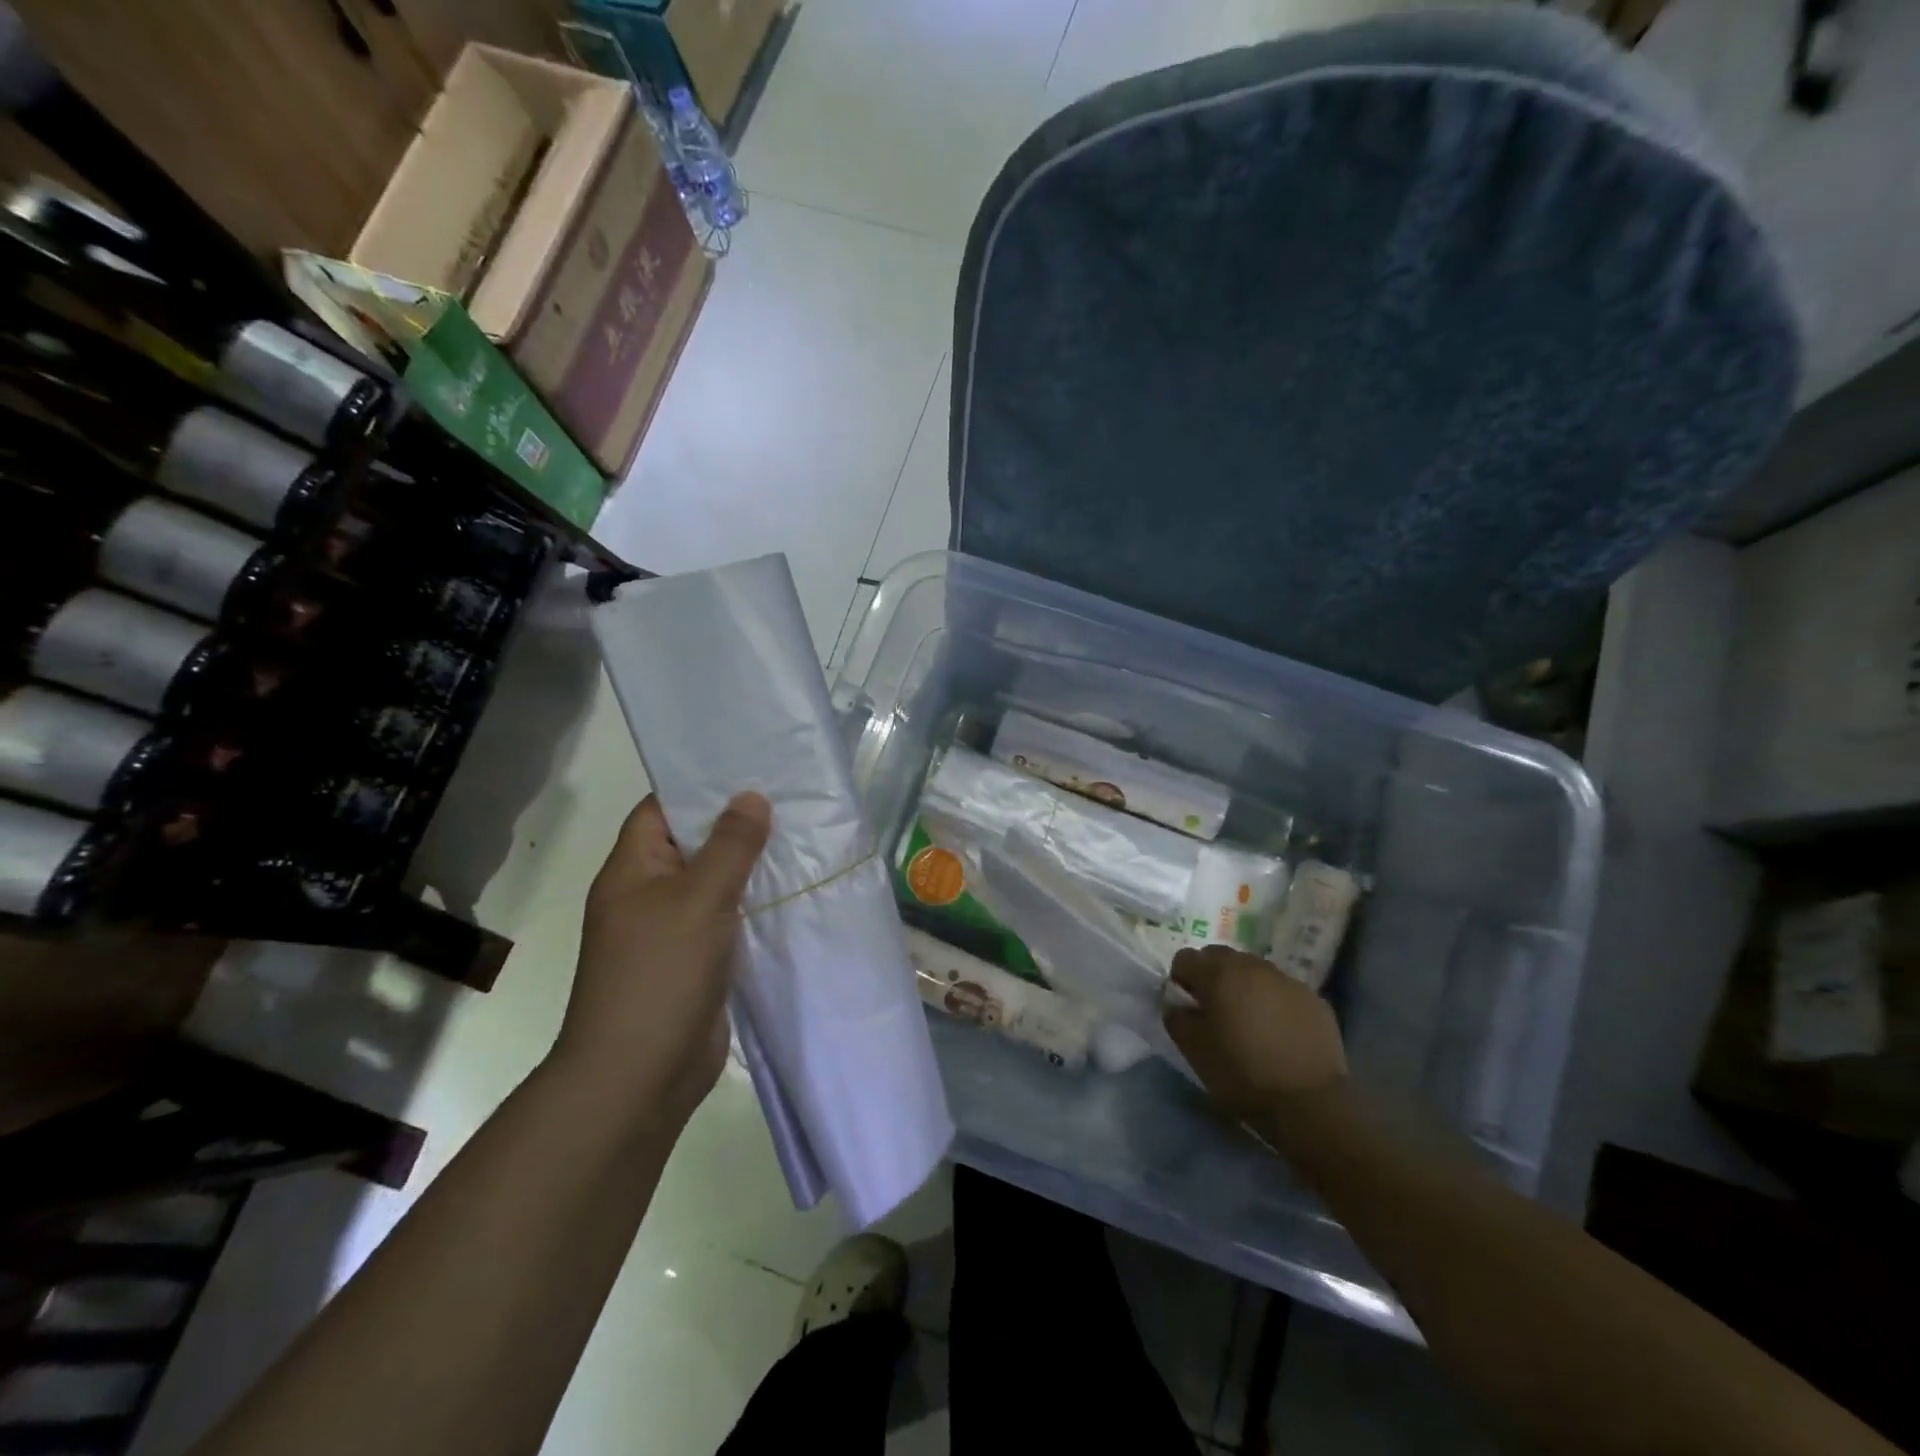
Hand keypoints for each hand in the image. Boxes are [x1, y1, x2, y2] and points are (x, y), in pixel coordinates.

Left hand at [551, 792, 771, 1128]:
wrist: (639, 1076)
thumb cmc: (660, 974)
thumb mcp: (698, 898)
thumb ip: (730, 845)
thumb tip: (751, 797)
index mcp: (633, 869)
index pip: (662, 809)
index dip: (701, 786)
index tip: (750, 768)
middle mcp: (648, 894)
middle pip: (694, 843)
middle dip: (738, 824)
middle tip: (791, 798)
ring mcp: (672, 930)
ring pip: (716, 883)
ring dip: (752, 866)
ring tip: (804, 837)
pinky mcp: (696, 961)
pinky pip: (728, 919)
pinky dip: (756, 905)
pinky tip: (794, 891)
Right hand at [1164, 945, 1346, 1118]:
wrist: (1309, 1104)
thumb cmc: (1242, 1074)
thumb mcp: (1194, 1051)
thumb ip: (1177, 1018)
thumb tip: (1177, 1004)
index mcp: (1219, 974)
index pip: (1186, 957)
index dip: (1181, 979)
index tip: (1186, 1004)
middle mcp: (1253, 966)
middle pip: (1221, 956)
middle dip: (1212, 976)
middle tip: (1215, 1009)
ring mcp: (1287, 980)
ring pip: (1254, 970)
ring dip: (1244, 985)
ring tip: (1249, 1020)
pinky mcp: (1314, 999)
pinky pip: (1282, 989)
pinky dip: (1273, 1001)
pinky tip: (1278, 1031)